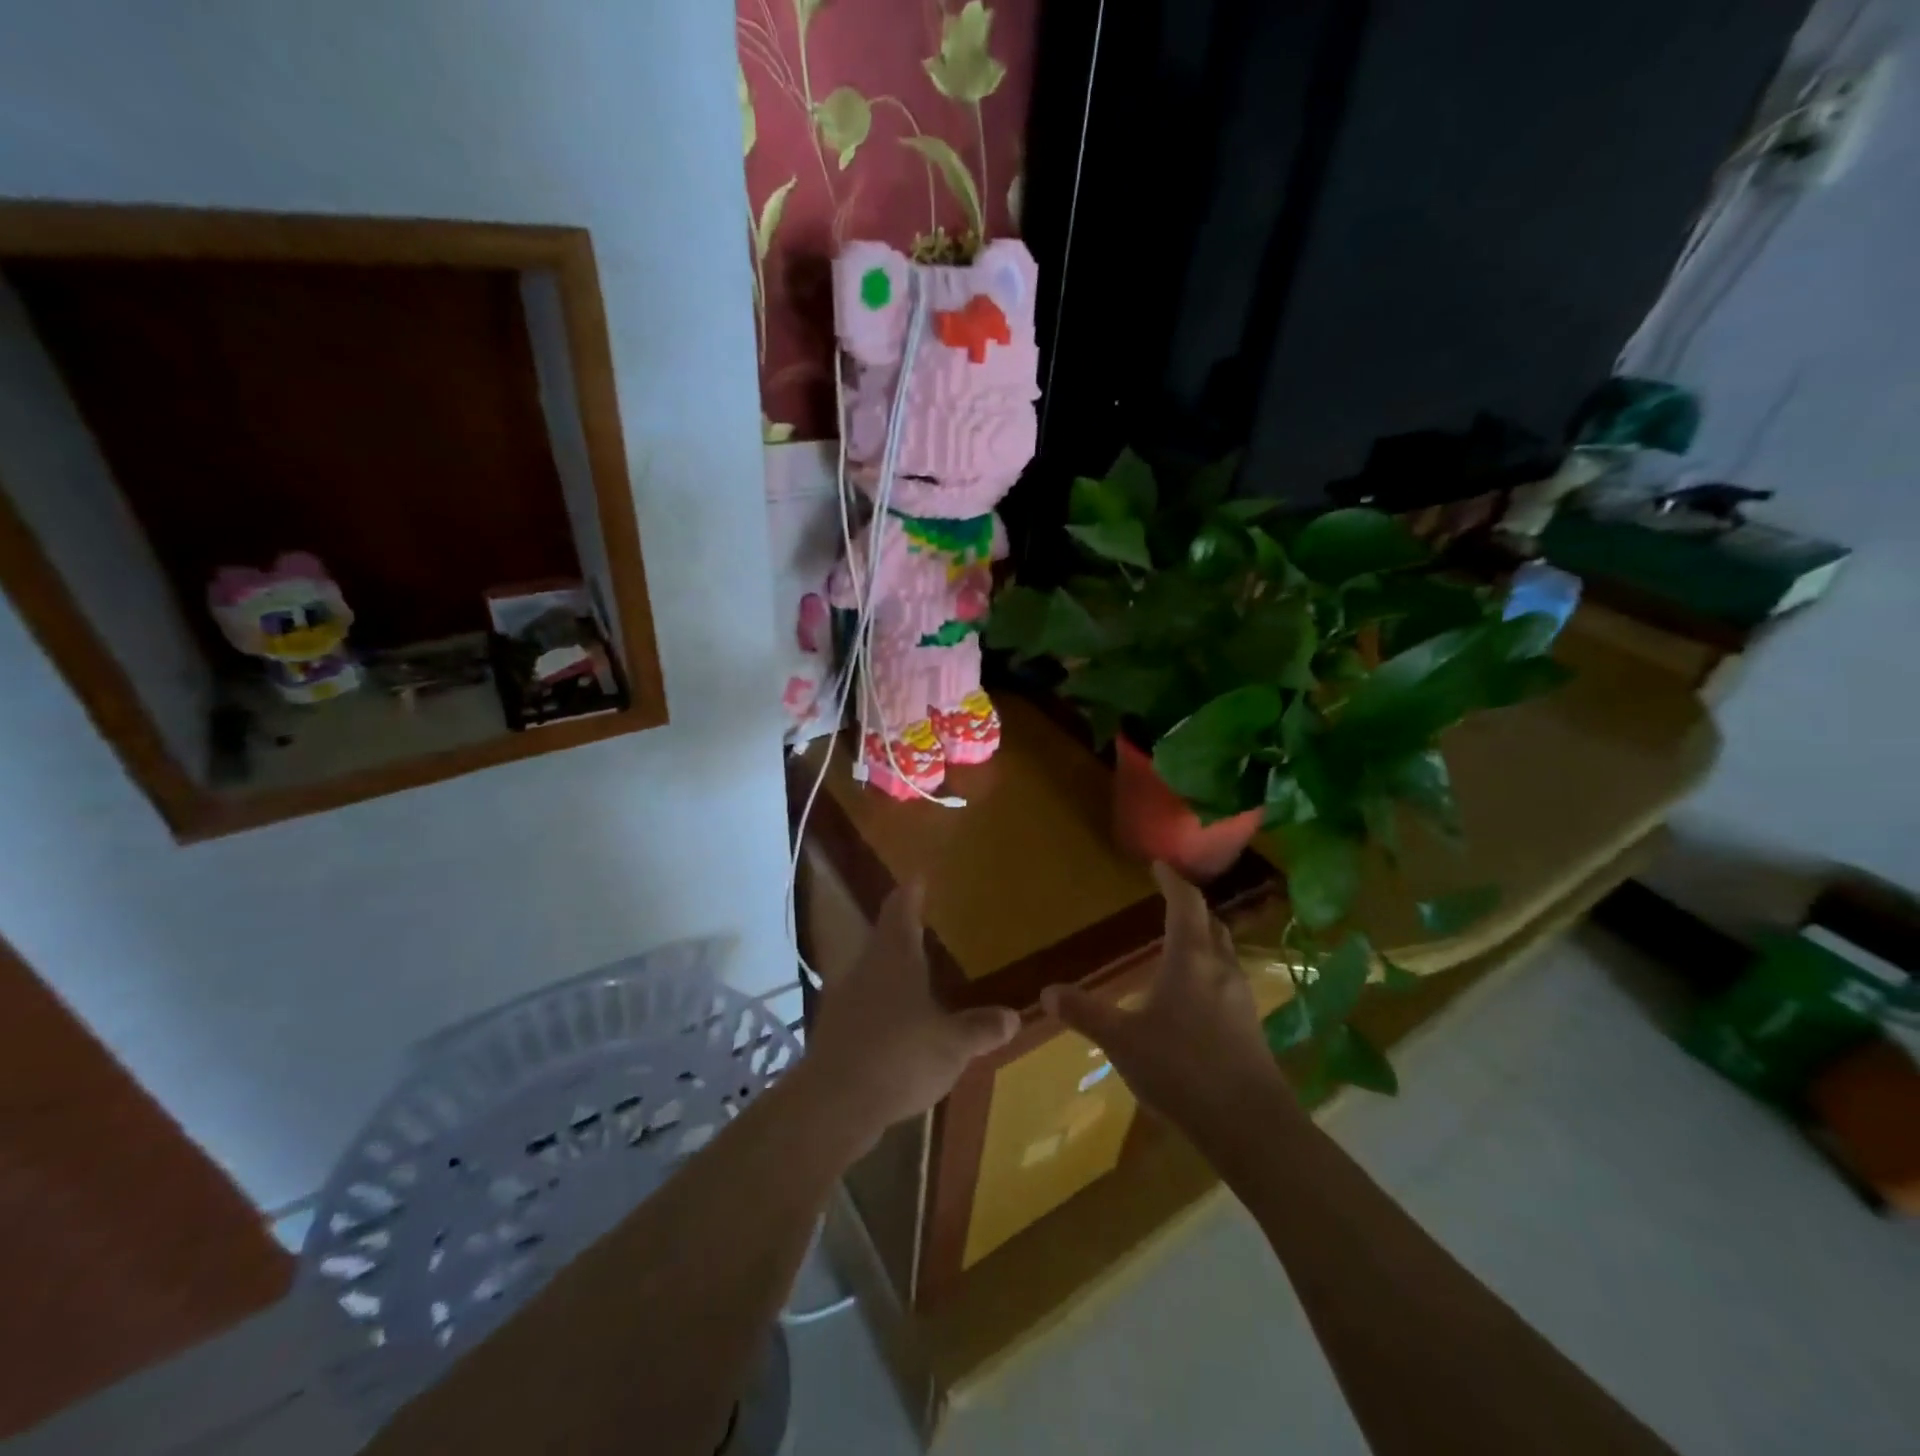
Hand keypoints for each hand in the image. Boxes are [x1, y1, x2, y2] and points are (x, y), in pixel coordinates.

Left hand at [803, 881, 1019, 1150]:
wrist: (834, 1103)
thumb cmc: (900, 1056)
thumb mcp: (953, 1044)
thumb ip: (981, 1028)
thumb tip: (1013, 1015)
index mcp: (895, 957)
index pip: (900, 909)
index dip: (911, 892)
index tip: (919, 877)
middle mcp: (865, 968)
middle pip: (883, 938)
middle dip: (902, 931)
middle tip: (924, 927)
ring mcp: (844, 999)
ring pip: (871, 972)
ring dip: (890, 971)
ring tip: (916, 978)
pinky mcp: (834, 1031)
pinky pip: (863, 1006)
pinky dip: (880, 1007)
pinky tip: (896, 1026)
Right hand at [1042, 863, 1288, 1135]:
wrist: (1250, 1125)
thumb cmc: (1181, 1069)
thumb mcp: (1122, 1041)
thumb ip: (1085, 1013)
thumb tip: (1046, 992)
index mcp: (1190, 959)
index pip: (1186, 904)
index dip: (1172, 881)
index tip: (1159, 866)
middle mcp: (1221, 969)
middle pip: (1211, 924)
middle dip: (1191, 908)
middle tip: (1169, 902)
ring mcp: (1241, 998)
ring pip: (1224, 953)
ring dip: (1204, 939)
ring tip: (1180, 945)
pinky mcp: (1251, 1027)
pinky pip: (1229, 981)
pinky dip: (1211, 971)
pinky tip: (1195, 997)